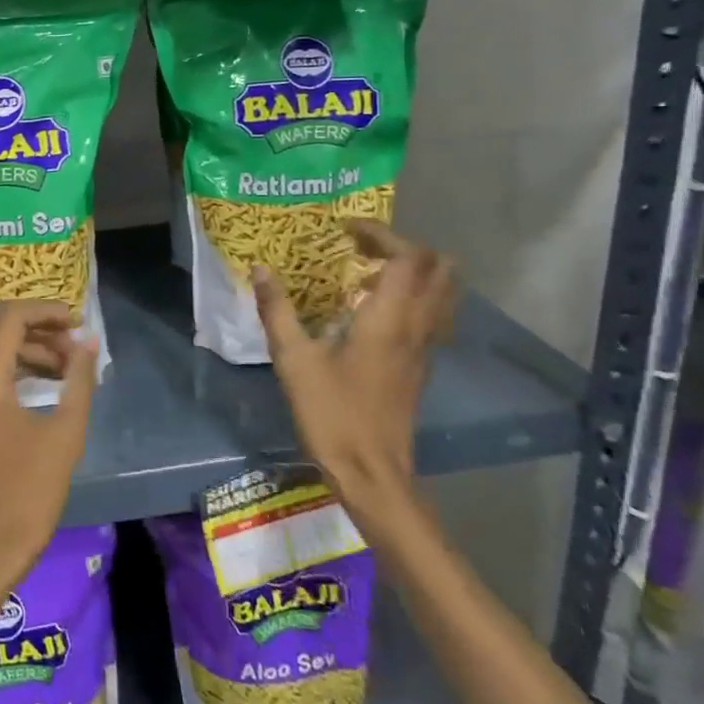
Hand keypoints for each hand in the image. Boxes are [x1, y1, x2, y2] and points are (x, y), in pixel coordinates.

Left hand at [0, 301, 96, 603]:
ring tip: (71, 367)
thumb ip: (78, 380)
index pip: (10, 318)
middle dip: (41, 329)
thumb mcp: (65, 434)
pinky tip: (49, 383)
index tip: (79, 321)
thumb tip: (89, 343)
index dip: (46, 311)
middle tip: (78, 346)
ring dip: (31, 350)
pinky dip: (17, 368)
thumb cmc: (28, 494)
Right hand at [253, 220, 457, 510]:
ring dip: (413, 272)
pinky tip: (370, 311)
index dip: (381, 234)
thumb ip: (277, 311)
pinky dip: (411, 298)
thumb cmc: (332, 414)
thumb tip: (261, 269)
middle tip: (362, 248)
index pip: (408, 256)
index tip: (345, 231)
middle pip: (439, 269)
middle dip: (405, 247)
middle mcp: (417, 327)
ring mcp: (424, 349)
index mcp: (389, 319)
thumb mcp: (294, 360)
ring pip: (442, 293)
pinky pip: (430, 316)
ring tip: (366, 273)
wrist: (372, 473)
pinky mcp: (420, 367)